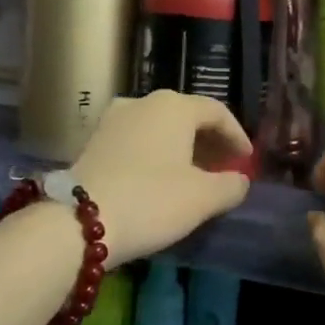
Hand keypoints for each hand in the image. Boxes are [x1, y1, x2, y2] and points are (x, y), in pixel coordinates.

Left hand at [71, 91, 252, 265]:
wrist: (77, 222)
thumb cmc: (152, 201)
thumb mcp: (203, 198)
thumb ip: (231, 186)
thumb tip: (240, 180)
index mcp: (174, 106)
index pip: (217, 112)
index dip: (237, 136)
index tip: (247, 160)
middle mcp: (143, 102)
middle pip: (187, 116)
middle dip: (209, 142)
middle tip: (224, 168)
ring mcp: (113, 120)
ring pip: (159, 128)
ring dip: (182, 149)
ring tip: (194, 177)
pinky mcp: (93, 141)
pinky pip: (137, 140)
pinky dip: (156, 154)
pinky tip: (160, 180)